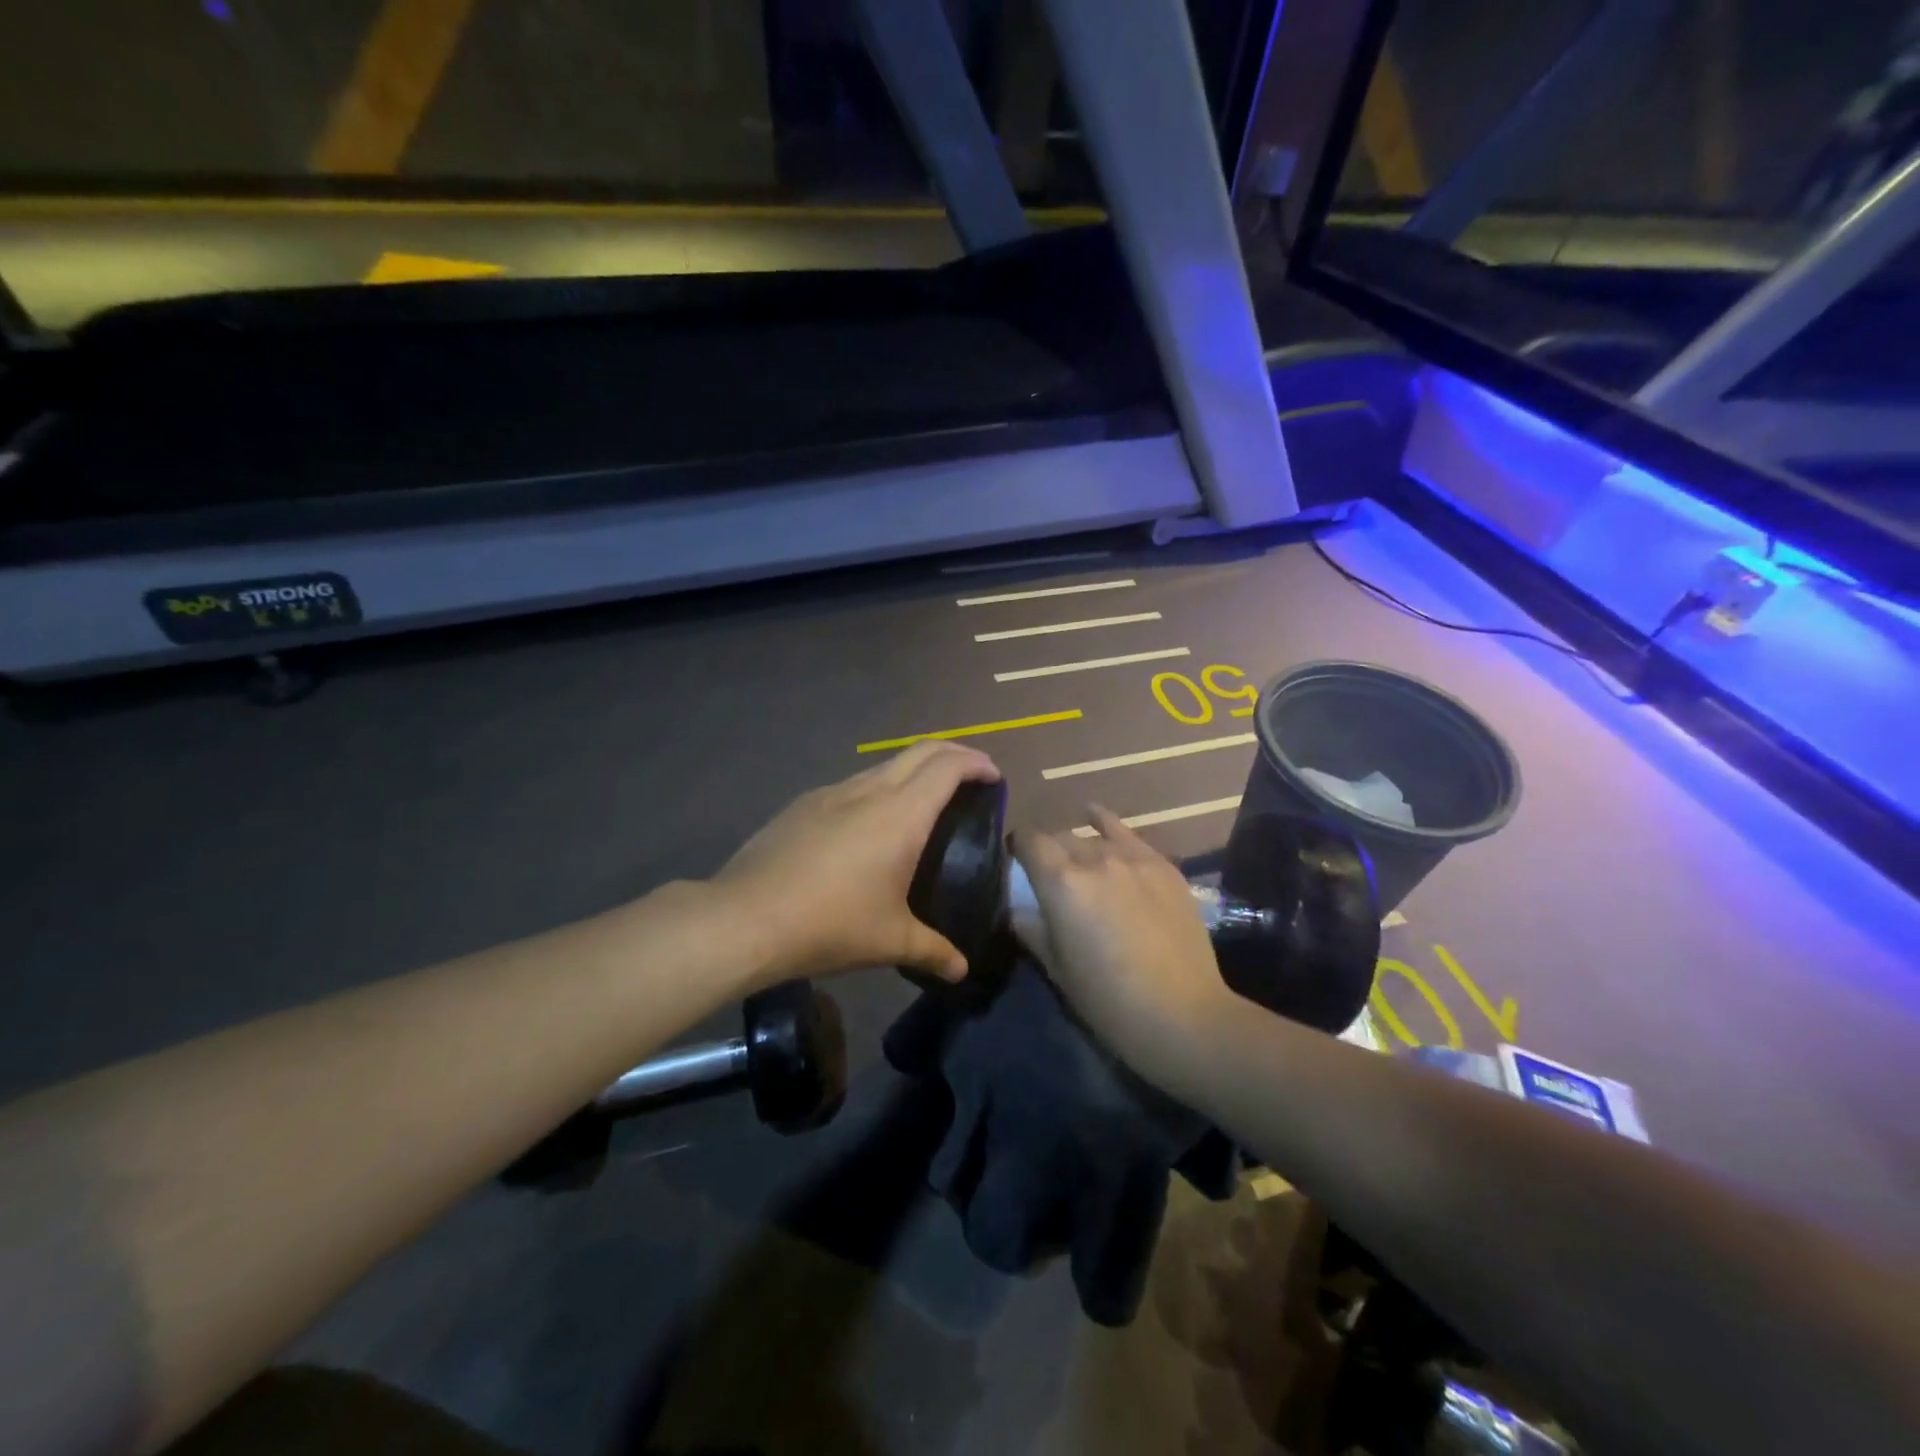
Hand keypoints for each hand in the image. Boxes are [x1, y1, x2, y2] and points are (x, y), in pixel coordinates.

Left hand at [712, 742, 1001, 985]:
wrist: (745, 918)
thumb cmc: (831, 924)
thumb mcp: (891, 941)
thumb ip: (934, 951)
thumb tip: (962, 970)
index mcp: (901, 814)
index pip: (948, 767)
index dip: (977, 763)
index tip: (993, 777)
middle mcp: (869, 791)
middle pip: (920, 751)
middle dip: (953, 754)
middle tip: (972, 776)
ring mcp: (832, 792)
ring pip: (884, 765)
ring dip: (913, 771)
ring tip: (925, 803)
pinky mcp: (804, 805)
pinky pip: (853, 785)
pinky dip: (879, 789)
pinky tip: (870, 826)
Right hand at [1010, 807, 1232, 1079]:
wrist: (1182, 1016)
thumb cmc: (1108, 1001)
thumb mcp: (1056, 969)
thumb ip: (1031, 929)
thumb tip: (1017, 909)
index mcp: (1060, 881)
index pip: (1028, 841)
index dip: (1017, 848)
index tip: (1015, 862)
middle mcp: (1094, 858)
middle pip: (1061, 838)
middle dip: (1050, 853)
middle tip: (1051, 879)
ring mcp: (1133, 858)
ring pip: (1094, 838)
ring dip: (1080, 849)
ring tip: (1082, 868)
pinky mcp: (1163, 865)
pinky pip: (1128, 834)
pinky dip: (1108, 825)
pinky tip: (1096, 816)